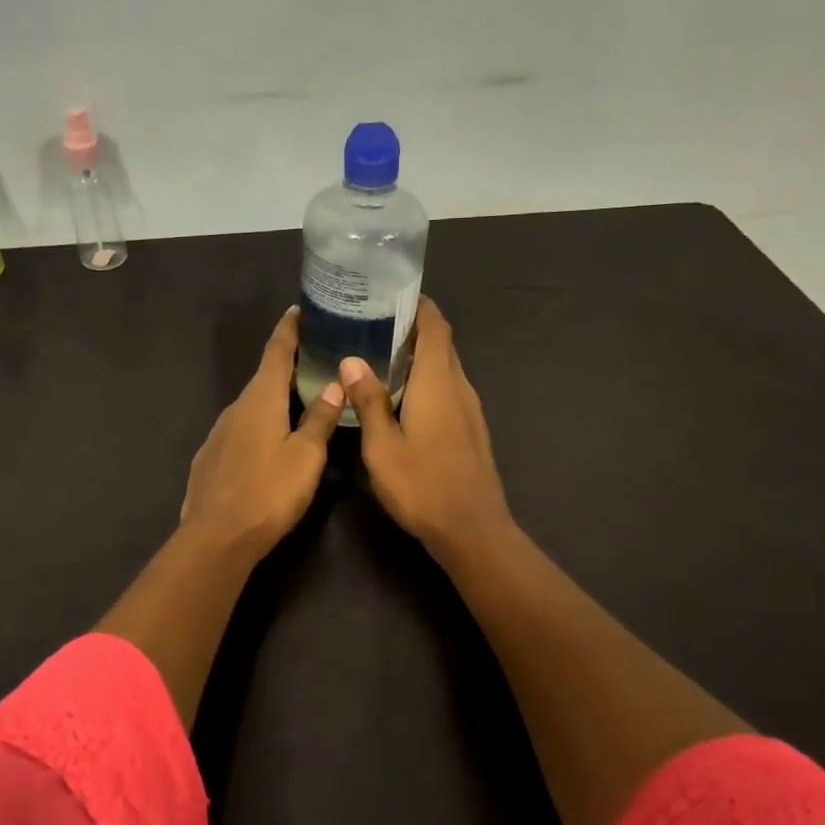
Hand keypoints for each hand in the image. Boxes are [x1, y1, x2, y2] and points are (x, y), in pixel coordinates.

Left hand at [179, 308, 345, 563]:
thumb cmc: (269, 493)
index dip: (288, 330)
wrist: (216, 537)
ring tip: (298, 400)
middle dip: (286, 366)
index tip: (297, 310)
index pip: (276, 352)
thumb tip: (334, 382)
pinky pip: (239, 430)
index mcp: (260, 400)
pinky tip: (268, 442)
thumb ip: (320, 418)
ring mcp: (218, 433)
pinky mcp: (210, 458)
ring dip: (272, 399)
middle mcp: (235, 408)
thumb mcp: (306, 456)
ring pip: (251, 407)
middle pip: (263, 378)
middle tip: (313, 358)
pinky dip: (258, 424)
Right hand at [340, 297, 511, 559]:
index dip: (419, 305)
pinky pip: (448, 388)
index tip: (391, 294)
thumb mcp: (382, 446)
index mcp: (437, 382)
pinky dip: (426, 378)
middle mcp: (458, 386)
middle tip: (374, 323)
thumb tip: (352, 360)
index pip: (435, 327)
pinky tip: (402, 394)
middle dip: (414, 327)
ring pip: (445, 366)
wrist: (472, 530)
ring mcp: (469, 408)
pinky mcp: (470, 428)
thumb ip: (368, 401)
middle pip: (441, 343)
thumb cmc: (422, 486)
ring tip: (381, 354)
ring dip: (420, 354)